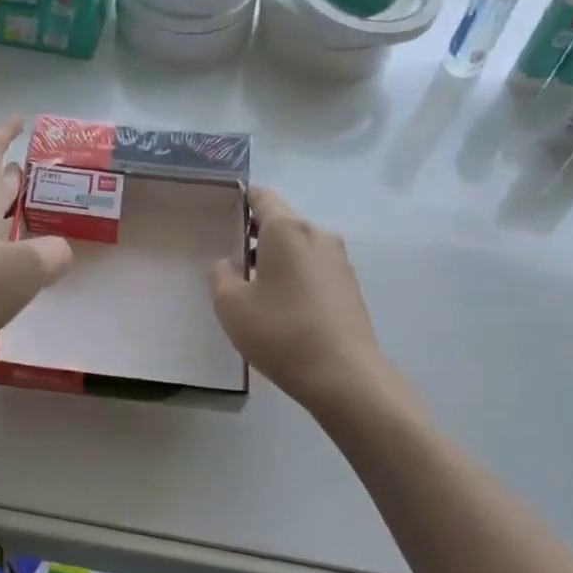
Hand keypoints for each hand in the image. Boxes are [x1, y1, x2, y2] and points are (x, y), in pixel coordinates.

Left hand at [0, 117, 72, 372]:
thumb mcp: (28, 268)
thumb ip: (54, 252)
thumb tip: (58, 251)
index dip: (4, 133)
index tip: (21, 121)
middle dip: (13, 176)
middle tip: (41, 175)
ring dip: (9, 212)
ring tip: (36, 219)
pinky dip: (2, 244)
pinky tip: (16, 265)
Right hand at [211, 188, 388, 413]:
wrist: (342, 375)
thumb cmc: (280, 332)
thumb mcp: (230, 304)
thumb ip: (222, 274)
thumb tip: (232, 263)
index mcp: (287, 230)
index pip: (262, 197)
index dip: (240, 201)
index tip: (222, 215)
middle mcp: (318, 235)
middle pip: (281, 224)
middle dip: (256, 238)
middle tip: (231, 263)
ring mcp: (339, 261)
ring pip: (299, 249)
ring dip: (276, 262)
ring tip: (255, 292)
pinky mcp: (350, 287)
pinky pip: (314, 270)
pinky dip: (295, 279)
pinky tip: (283, 310)